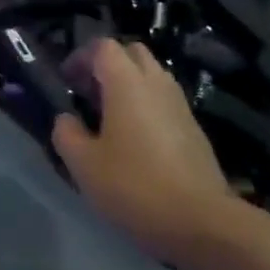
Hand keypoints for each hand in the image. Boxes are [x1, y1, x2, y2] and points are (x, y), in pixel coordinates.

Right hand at [53, 40, 261, 269]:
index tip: (66, 81)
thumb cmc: (135, 186)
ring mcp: (180, 105)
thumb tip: (66, 119)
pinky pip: (164, 100)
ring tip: (109, 116)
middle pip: (132, 52)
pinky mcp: (194, 128)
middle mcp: (156, 83)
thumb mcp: (83, 164)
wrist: (202, 222)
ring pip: (152, 75)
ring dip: (128, 84)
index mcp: (127, 83)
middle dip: (107, 64)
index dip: (80, 57)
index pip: (103, 46)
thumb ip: (66, 133)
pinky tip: (134, 139)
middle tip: (88, 93)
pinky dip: (146, 105)